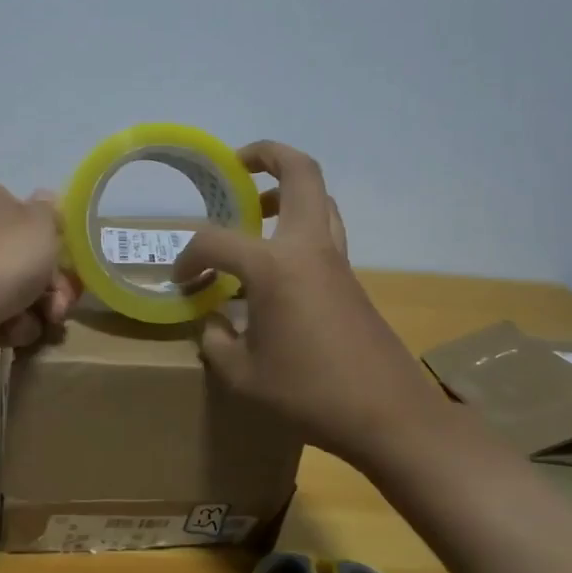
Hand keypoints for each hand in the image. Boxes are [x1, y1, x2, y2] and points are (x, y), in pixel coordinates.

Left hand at [0, 183, 80, 378]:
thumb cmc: (2, 258)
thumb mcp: (40, 223)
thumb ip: (50, 211)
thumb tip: (46, 198)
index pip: (29, 213)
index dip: (53, 236)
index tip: (68, 255)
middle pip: (30, 257)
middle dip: (55, 282)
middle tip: (62, 299)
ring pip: (22, 291)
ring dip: (40, 307)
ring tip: (44, 319)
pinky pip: (4, 318)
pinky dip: (15, 326)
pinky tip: (13, 330)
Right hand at [172, 142, 444, 461]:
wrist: (390, 416)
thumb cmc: (309, 394)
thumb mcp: (243, 376)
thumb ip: (217, 341)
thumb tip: (214, 322)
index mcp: (274, 266)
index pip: (216, 241)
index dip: (188, 256)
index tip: (182, 282)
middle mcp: (308, 248)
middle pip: (300, 173)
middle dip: (267, 155)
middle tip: (237, 167)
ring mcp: (336, 261)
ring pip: (319, 199)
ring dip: (288, 190)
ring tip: (257, 209)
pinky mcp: (350, 280)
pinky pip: (323, 231)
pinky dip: (297, 226)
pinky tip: (275, 264)